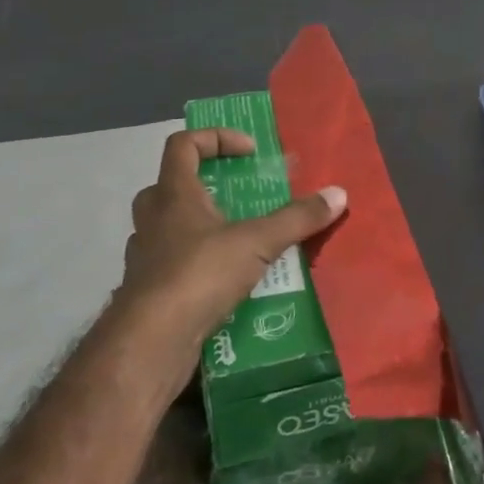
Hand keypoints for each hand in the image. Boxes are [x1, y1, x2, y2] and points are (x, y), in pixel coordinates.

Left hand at [121, 128, 346, 339]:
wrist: (149, 345)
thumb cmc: (198, 275)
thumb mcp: (257, 242)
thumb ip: (297, 218)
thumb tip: (339, 194)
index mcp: (173, 195)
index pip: (183, 145)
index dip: (216, 138)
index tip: (249, 153)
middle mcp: (153, 220)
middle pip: (170, 185)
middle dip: (204, 186)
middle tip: (238, 198)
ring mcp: (145, 258)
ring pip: (168, 228)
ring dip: (199, 228)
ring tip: (237, 241)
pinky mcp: (146, 293)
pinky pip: (172, 266)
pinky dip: (196, 267)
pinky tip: (224, 283)